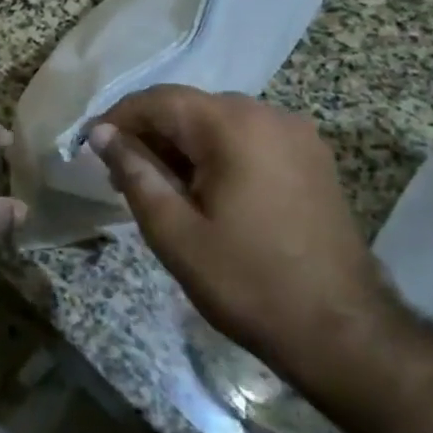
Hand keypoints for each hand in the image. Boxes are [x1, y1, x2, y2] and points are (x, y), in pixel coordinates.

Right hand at [88, 86, 402, 390]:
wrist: (342, 332)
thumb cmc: (247, 282)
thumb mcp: (174, 231)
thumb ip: (134, 173)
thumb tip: (101, 134)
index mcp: (233, 125)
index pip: (159, 100)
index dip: (118, 118)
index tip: (89, 146)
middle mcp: (268, 114)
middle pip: (191, 108)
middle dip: (150, 134)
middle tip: (120, 176)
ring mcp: (297, 135)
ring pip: (220, 123)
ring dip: (183, 145)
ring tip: (159, 188)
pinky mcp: (312, 159)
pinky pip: (250, 139)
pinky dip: (217, 154)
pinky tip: (204, 191)